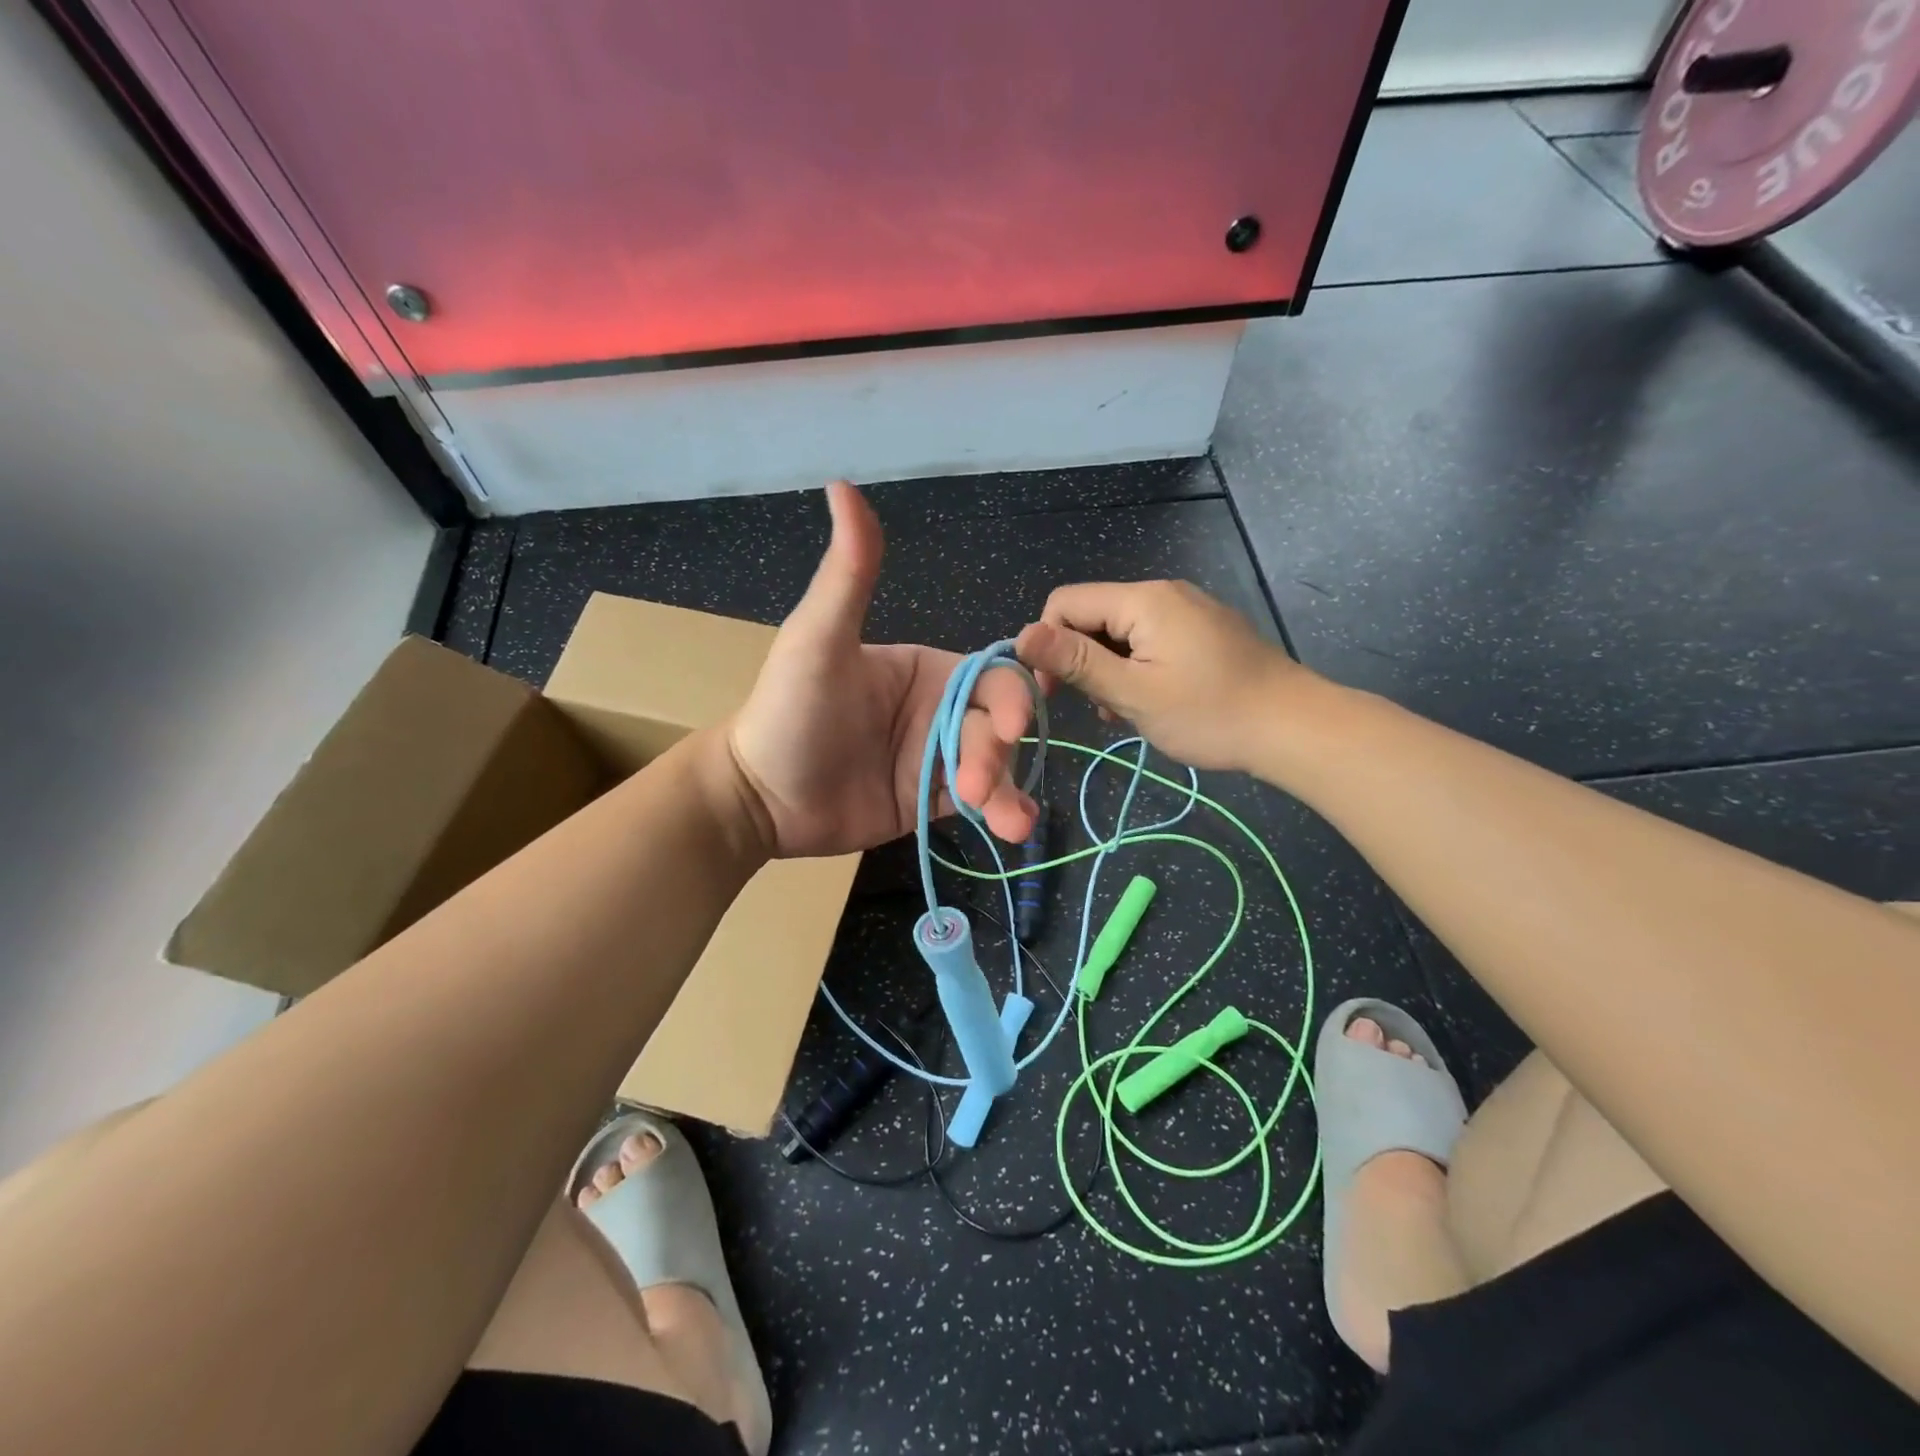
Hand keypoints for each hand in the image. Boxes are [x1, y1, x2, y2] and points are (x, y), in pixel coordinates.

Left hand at [726, 484, 1040, 858]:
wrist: (758, 795)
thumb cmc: (788, 711)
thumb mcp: (818, 640)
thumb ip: (848, 574)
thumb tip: (843, 484)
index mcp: (925, 669)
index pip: (990, 676)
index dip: (1012, 696)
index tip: (1011, 726)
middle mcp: (939, 710)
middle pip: (997, 726)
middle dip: (997, 754)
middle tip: (972, 785)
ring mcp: (937, 757)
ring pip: (994, 767)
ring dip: (1007, 790)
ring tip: (1009, 823)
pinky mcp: (930, 800)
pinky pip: (976, 802)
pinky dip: (998, 812)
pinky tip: (1010, 827)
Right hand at [1014, 580, 1313, 771]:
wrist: (1293, 727)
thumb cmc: (1209, 713)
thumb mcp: (1132, 693)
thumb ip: (1075, 661)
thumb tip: (1019, 635)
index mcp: (1143, 600)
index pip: (1065, 603)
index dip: (1047, 643)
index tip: (1053, 692)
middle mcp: (1163, 593)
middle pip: (1093, 617)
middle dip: (1083, 661)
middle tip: (1100, 706)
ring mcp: (1186, 611)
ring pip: (1120, 634)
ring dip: (1110, 671)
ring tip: (1127, 711)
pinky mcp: (1202, 631)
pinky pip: (1150, 642)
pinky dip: (1137, 670)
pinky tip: (1150, 703)